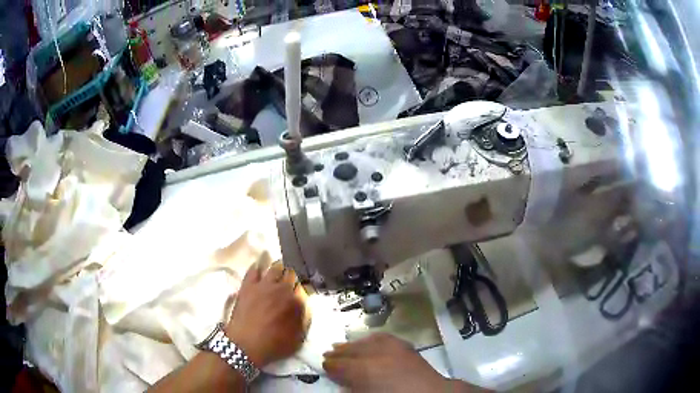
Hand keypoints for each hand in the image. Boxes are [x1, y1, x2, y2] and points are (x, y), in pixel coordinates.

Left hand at [225, 261, 309, 367]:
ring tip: (278, 273)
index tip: (302, 292)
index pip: (305, 287)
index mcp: (296, 302)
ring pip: (275, 267)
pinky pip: (254, 269)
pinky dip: (259, 267)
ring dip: (279, 269)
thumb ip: (304, 319)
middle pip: (291, 273)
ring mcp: (263, 285)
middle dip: (293, 277)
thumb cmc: (274, 345)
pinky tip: (260, 268)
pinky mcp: (248, 285)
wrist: (245, 345)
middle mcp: (282, 289)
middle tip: (291, 282)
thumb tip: (305, 304)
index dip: (304, 289)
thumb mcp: (298, 338)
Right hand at [323, 333, 475, 391]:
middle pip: (352, 352)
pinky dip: (372, 339)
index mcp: (365, 372)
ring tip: (344, 346)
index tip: (324, 364)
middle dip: (339, 353)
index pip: (341, 366)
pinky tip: (369, 340)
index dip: (331, 365)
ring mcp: (392, 349)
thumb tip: (343, 382)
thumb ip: (353, 387)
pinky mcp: (406, 347)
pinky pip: (384, 339)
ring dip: (354, 344)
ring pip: (366, 342)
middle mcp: (376, 357)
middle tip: (328, 353)